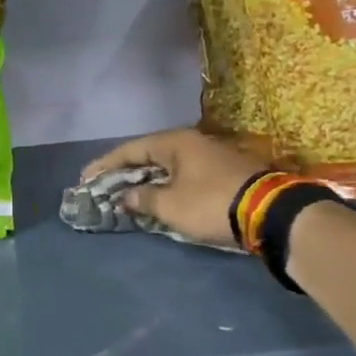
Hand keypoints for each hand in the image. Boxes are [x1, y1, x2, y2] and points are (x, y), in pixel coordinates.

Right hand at [82, 128, 270, 247]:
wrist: (270, 213)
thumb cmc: (211, 203)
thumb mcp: (170, 205)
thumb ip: (143, 199)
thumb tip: (126, 196)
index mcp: (175, 142)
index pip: (130, 149)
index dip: (105, 164)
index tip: (85, 178)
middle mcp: (192, 142)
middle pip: (149, 154)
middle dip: (124, 171)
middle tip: (103, 186)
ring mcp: (211, 156)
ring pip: (168, 165)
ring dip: (146, 179)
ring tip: (127, 193)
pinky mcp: (225, 172)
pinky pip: (184, 174)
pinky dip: (166, 184)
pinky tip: (159, 197)